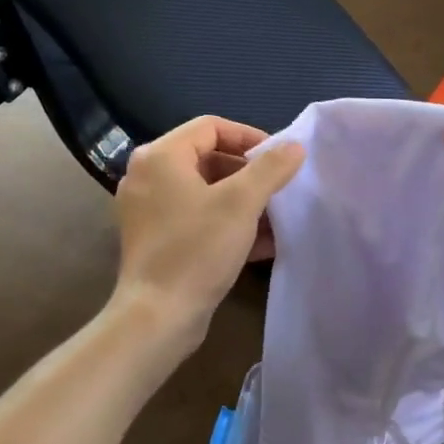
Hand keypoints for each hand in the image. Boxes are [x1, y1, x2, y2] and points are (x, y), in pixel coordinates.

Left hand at [112, 115, 305, 346]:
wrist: (158, 316)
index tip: (280, 159)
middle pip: (208, 157)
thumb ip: (271, 168)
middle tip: (279, 188)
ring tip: (276, 217)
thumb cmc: (197, 249)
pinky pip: (197, 217)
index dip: (249, 137)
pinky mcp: (156, 239)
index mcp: (160, 157)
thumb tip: (295, 146)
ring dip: (243, 201)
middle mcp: (148, 176)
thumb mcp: (241, 203)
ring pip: (205, 190)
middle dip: (249, 173)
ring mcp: (149, 210)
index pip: (211, 126)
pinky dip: (227, 222)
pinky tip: (261, 243)